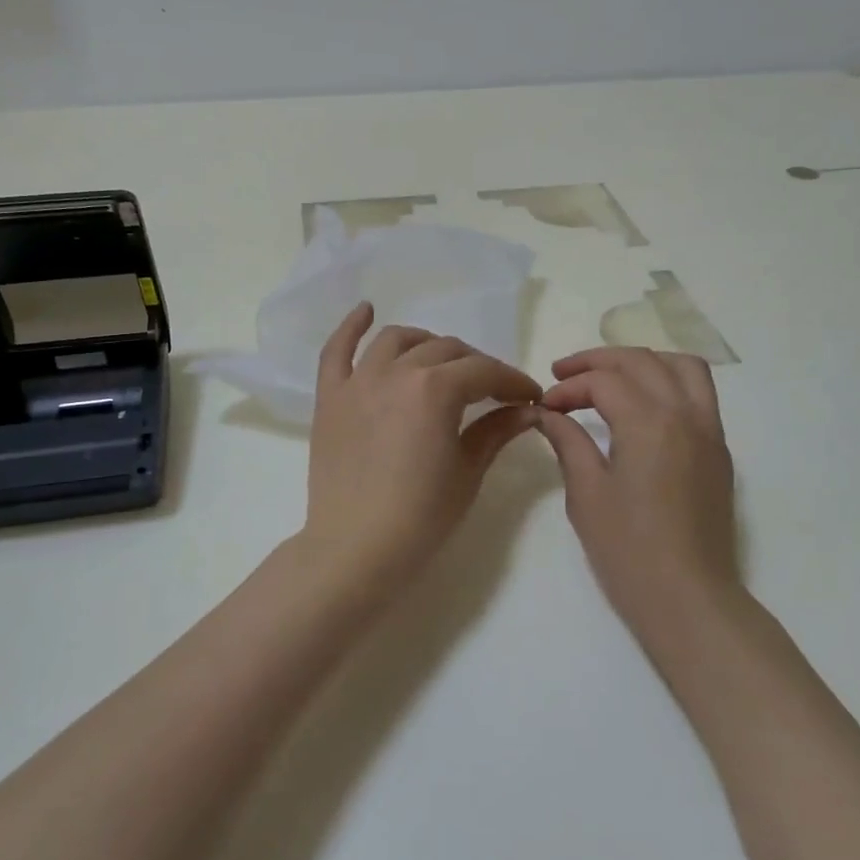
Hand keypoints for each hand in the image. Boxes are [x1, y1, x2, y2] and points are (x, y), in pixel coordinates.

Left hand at [302, 303, 542, 575]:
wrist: (355, 549)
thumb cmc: (420, 516)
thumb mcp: (468, 472)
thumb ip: (496, 430)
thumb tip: (528, 410)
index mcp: (435, 389)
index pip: (483, 372)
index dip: (512, 381)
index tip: (530, 396)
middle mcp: (395, 372)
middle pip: (445, 350)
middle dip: (476, 365)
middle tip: (492, 389)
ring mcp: (357, 381)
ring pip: (397, 340)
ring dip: (426, 342)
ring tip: (441, 359)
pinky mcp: (330, 397)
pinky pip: (337, 351)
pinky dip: (351, 327)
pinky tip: (366, 310)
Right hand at [534, 349, 739, 638]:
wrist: (688, 599)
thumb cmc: (628, 551)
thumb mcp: (587, 493)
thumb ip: (568, 442)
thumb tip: (547, 413)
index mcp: (650, 423)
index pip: (604, 381)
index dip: (568, 387)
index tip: (544, 406)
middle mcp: (686, 414)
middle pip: (641, 360)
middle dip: (598, 361)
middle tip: (563, 374)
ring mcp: (709, 431)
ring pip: (681, 366)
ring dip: (641, 361)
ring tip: (609, 377)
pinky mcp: (718, 451)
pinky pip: (699, 393)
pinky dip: (668, 381)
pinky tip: (641, 405)